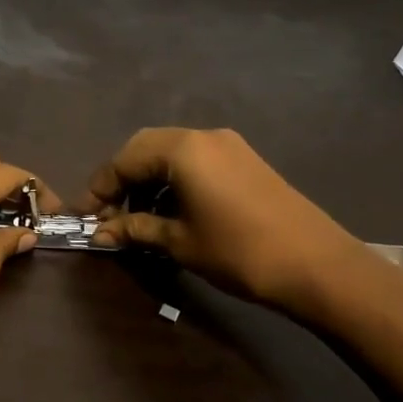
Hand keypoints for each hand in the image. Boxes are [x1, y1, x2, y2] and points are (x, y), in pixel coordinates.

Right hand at [85, 127, 373, 316]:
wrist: (318, 265)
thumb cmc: (238, 251)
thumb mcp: (179, 241)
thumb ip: (135, 229)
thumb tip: (99, 233)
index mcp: (182, 149)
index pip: (123, 159)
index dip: (99, 189)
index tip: (85, 218)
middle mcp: (203, 136)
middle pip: (145, 149)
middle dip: (122, 180)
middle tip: (109, 216)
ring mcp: (228, 146)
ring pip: (171, 153)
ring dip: (148, 181)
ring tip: (139, 219)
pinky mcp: (245, 161)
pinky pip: (196, 161)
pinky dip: (174, 180)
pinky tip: (172, 211)